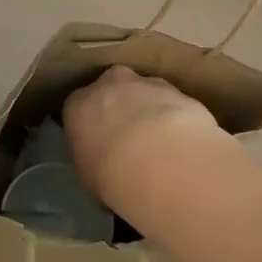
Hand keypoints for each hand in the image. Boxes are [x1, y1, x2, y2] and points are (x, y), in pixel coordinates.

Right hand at [64, 66, 229, 203]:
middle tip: (133, 143)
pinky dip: (177, 120)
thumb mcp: (90, 177)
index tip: (101, 146)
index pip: (79, 110)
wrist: (162, 161)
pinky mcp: (178, 91)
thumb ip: (93, 161)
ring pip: (145, 93)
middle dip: (122, 110)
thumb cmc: (113, 175)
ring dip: (152, 113)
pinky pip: (173, 105)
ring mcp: (146, 84)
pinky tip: (183, 145)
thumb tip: (105, 167)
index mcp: (78, 105)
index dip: (92, 128)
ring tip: (164, 148)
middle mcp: (109, 85)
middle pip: (113, 91)